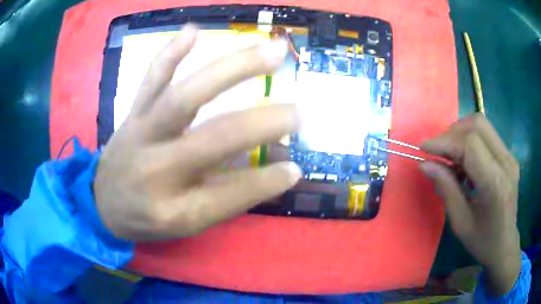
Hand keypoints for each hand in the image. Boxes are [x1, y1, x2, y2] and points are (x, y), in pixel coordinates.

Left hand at [94, 26, 301, 240]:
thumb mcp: (187, 224)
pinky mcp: (133, 112)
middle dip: (263, 122)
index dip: (268, 181)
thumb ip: (229, 198)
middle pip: (215, 137)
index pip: (232, 193)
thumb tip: (277, 171)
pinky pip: (151, 79)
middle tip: (299, 112)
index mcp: (175, 209)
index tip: (297, 168)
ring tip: (272, 51)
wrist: (102, 202)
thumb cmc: (146, 218)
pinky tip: (193, 30)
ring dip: (233, 68)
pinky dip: (171, 53)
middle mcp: (158, 169)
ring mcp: (142, 133)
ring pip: (187, 95)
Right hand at [420, 114, 520, 295]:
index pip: (470, 144)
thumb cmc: (482, 240)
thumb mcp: (460, 221)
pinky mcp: (508, 156)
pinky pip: (486, 135)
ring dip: (461, 134)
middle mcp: (505, 162)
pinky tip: (465, 162)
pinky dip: (470, 141)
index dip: (444, 141)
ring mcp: (509, 156)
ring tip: (451, 157)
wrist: (505, 244)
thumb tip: (425, 164)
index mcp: (494, 183)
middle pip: (477, 124)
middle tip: (439, 153)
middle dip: (452, 133)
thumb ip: (445, 188)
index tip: (424, 148)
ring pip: (482, 125)